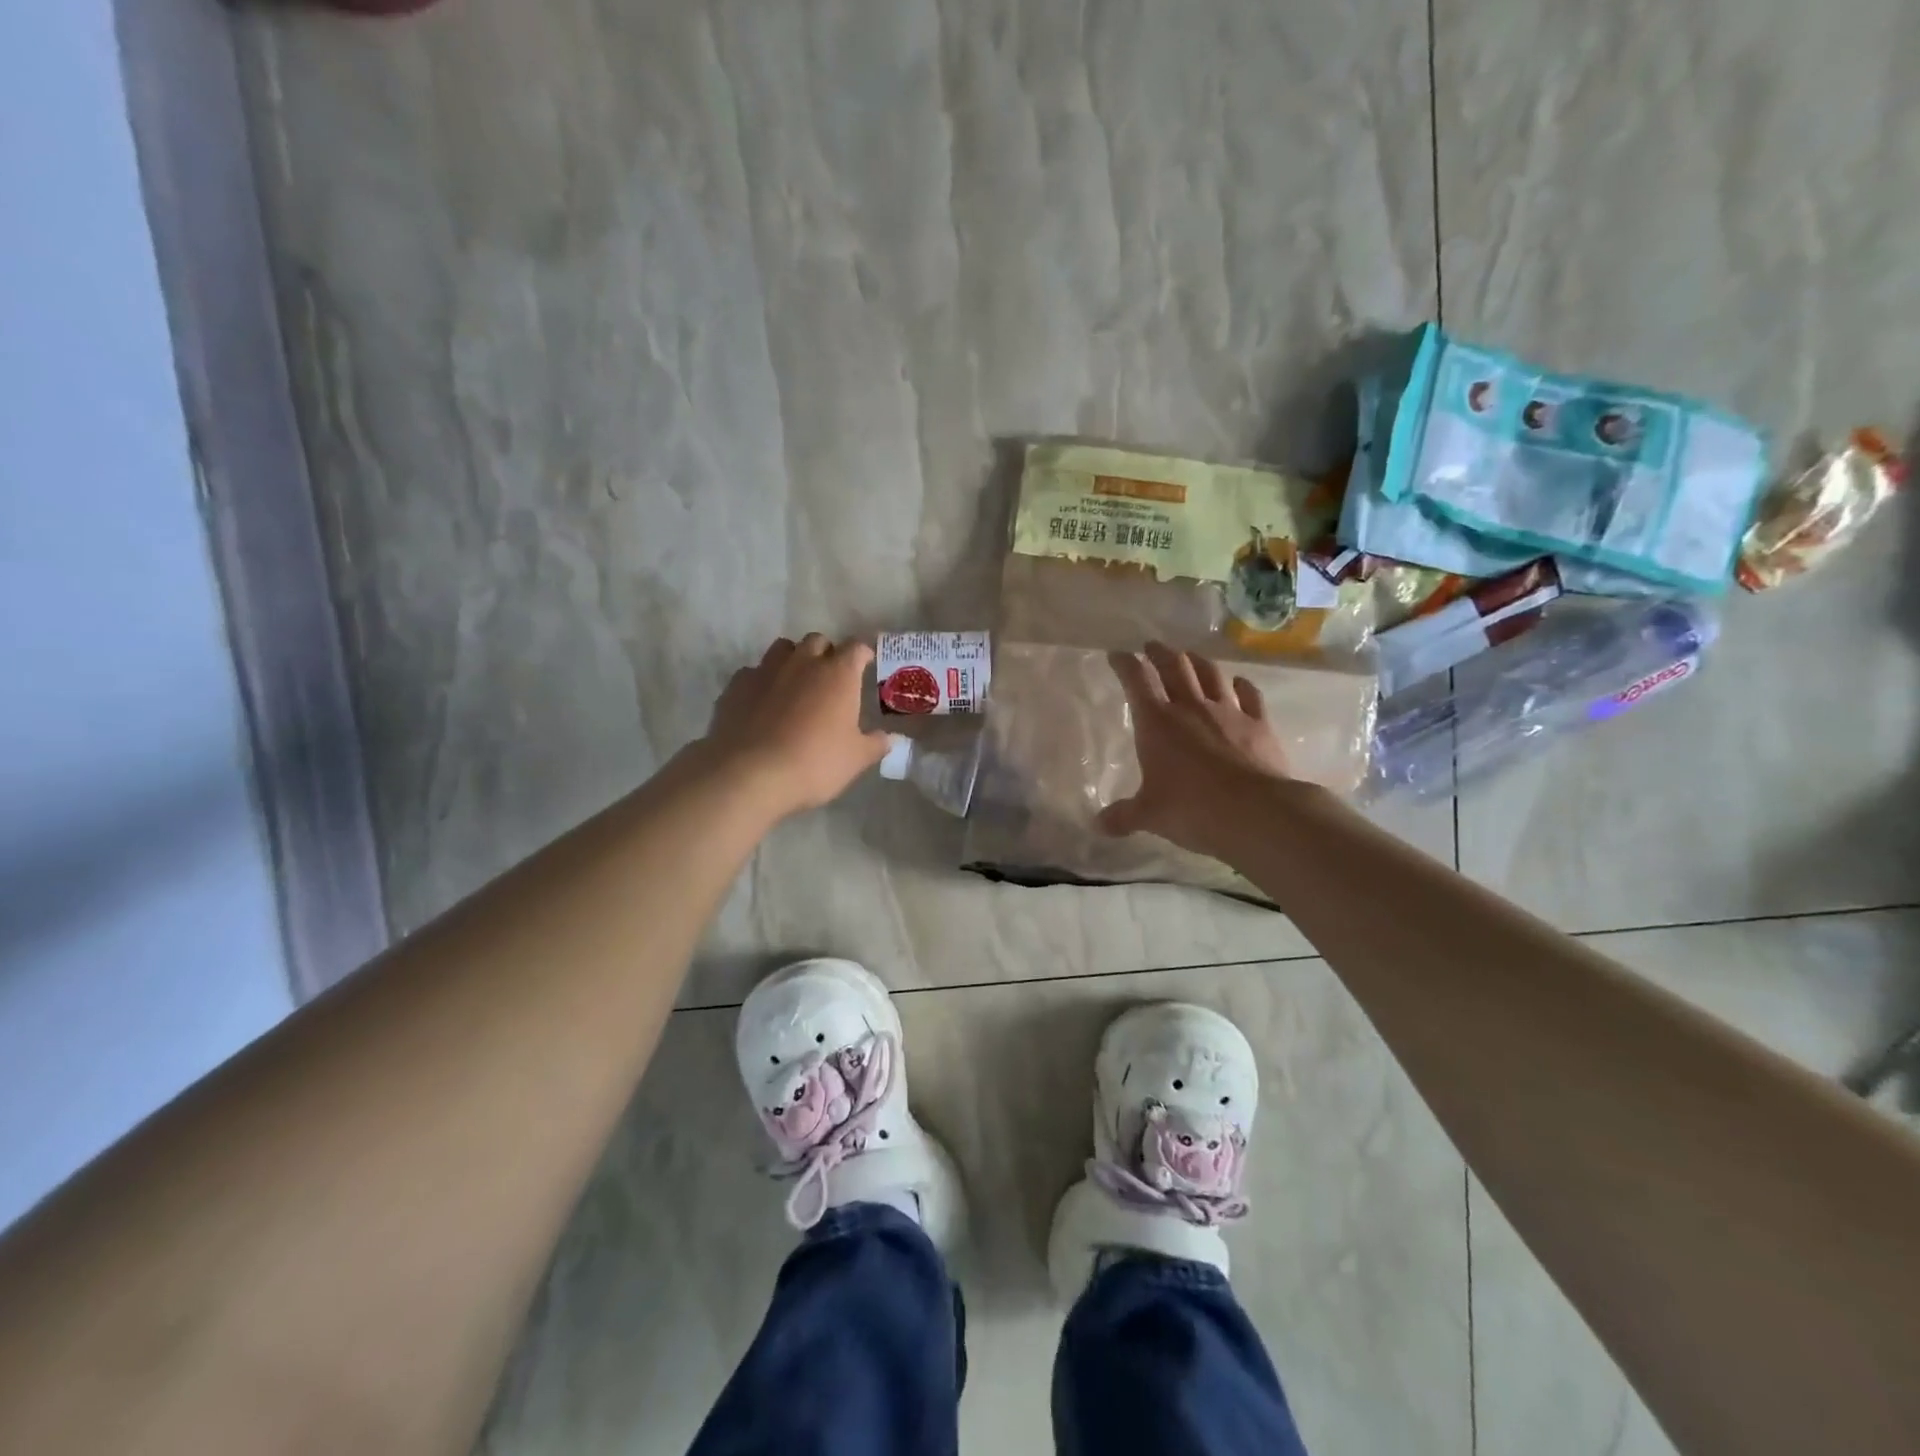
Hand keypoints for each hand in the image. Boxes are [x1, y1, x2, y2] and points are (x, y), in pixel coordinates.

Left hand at [700, 634, 889, 817]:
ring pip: (783, 648)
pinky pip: (754, 672)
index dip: (862, 654)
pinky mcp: (737, 685)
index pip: (856, 648)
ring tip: (795, 683)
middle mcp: (803, 662)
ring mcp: (766, 670)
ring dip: (793, 659)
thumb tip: (891, 739)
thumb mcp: (855, 759)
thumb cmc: (814, 763)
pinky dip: (762, 681)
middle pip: (817, 640)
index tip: (866, 664)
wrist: (749, 773)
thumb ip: (875, 744)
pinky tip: (763, 702)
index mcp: (838, 674)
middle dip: (826, 652)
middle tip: (829, 677)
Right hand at [1100, 642, 1296, 861]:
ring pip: (1210, 673)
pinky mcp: (1259, 723)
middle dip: (1160, 653)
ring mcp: (1228, 712)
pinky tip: (1237, 683)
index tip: (1117, 655)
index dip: (1125, 664)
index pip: (1137, 680)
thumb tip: (1098, 825)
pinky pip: (1249, 695)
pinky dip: (1240, 685)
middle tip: (1152, 647)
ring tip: (1190, 657)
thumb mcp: (1149, 815)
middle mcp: (1191, 707)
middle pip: (1174, 667)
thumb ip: (1123, 816)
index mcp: (1157, 722)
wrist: (1257, 812)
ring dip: (1197, 661)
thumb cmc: (1192, 809)